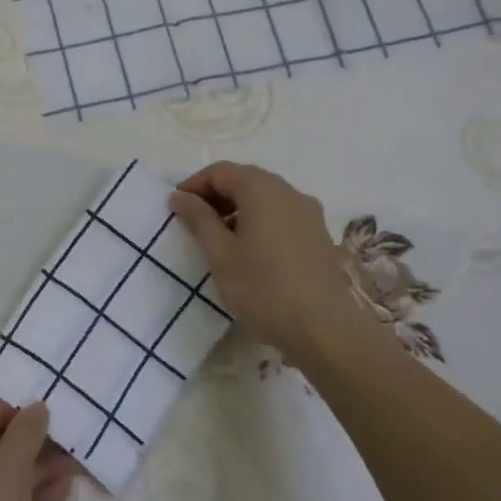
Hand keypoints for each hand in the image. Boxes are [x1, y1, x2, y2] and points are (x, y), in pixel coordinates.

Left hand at [0, 398, 80, 500]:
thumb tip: (37, 407)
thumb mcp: (9, 468)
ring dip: (32, 470)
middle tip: (63, 441)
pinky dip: (23, 497)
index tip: (38, 420)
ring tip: (73, 465)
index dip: (6, 411)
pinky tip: (61, 492)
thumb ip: (26, 432)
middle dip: (27, 444)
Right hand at [169, 161, 375, 367]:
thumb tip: (180, 196)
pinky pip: (282, 215)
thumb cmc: (264, 288)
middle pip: (245, 180)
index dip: (194, 185)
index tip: (176, 208)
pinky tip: (249, 251)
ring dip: (237, 209)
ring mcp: (309, 213)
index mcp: (262, 190)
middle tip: (193, 222)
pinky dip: (259, 221)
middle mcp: (289, 192)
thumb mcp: (221, 254)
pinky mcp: (319, 235)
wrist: (324, 329)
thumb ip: (199, 220)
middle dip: (216, 195)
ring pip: (265, 198)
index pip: (221, 171)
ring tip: (218, 239)